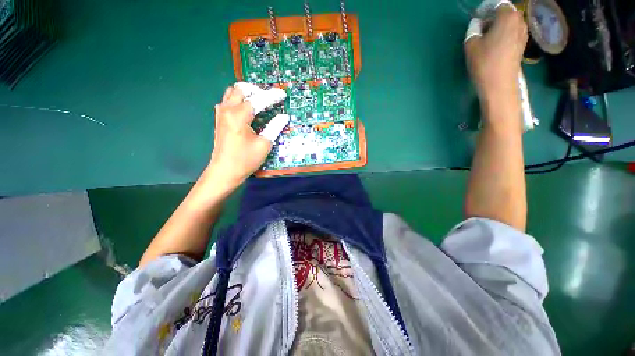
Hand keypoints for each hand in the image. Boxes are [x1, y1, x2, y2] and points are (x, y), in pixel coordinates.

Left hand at [208, 83, 288, 185]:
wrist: (225, 171)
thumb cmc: (245, 160)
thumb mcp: (264, 144)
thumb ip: (274, 127)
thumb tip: (284, 116)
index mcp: (239, 116)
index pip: (258, 100)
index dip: (272, 96)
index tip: (282, 94)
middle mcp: (227, 110)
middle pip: (241, 88)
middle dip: (256, 90)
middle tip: (268, 98)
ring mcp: (221, 113)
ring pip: (231, 92)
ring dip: (246, 93)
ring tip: (259, 101)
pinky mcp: (219, 119)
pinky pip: (227, 100)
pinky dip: (238, 99)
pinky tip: (246, 109)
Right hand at [465, 5, 527, 102]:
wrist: (499, 84)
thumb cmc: (484, 62)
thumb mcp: (471, 44)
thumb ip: (473, 29)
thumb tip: (478, 24)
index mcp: (508, 16)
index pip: (497, 4)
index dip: (485, 9)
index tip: (477, 18)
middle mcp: (520, 21)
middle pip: (506, 13)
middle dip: (493, 17)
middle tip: (481, 28)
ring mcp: (524, 33)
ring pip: (510, 23)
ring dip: (499, 26)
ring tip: (487, 37)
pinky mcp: (522, 45)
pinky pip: (513, 32)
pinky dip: (504, 34)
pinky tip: (495, 45)